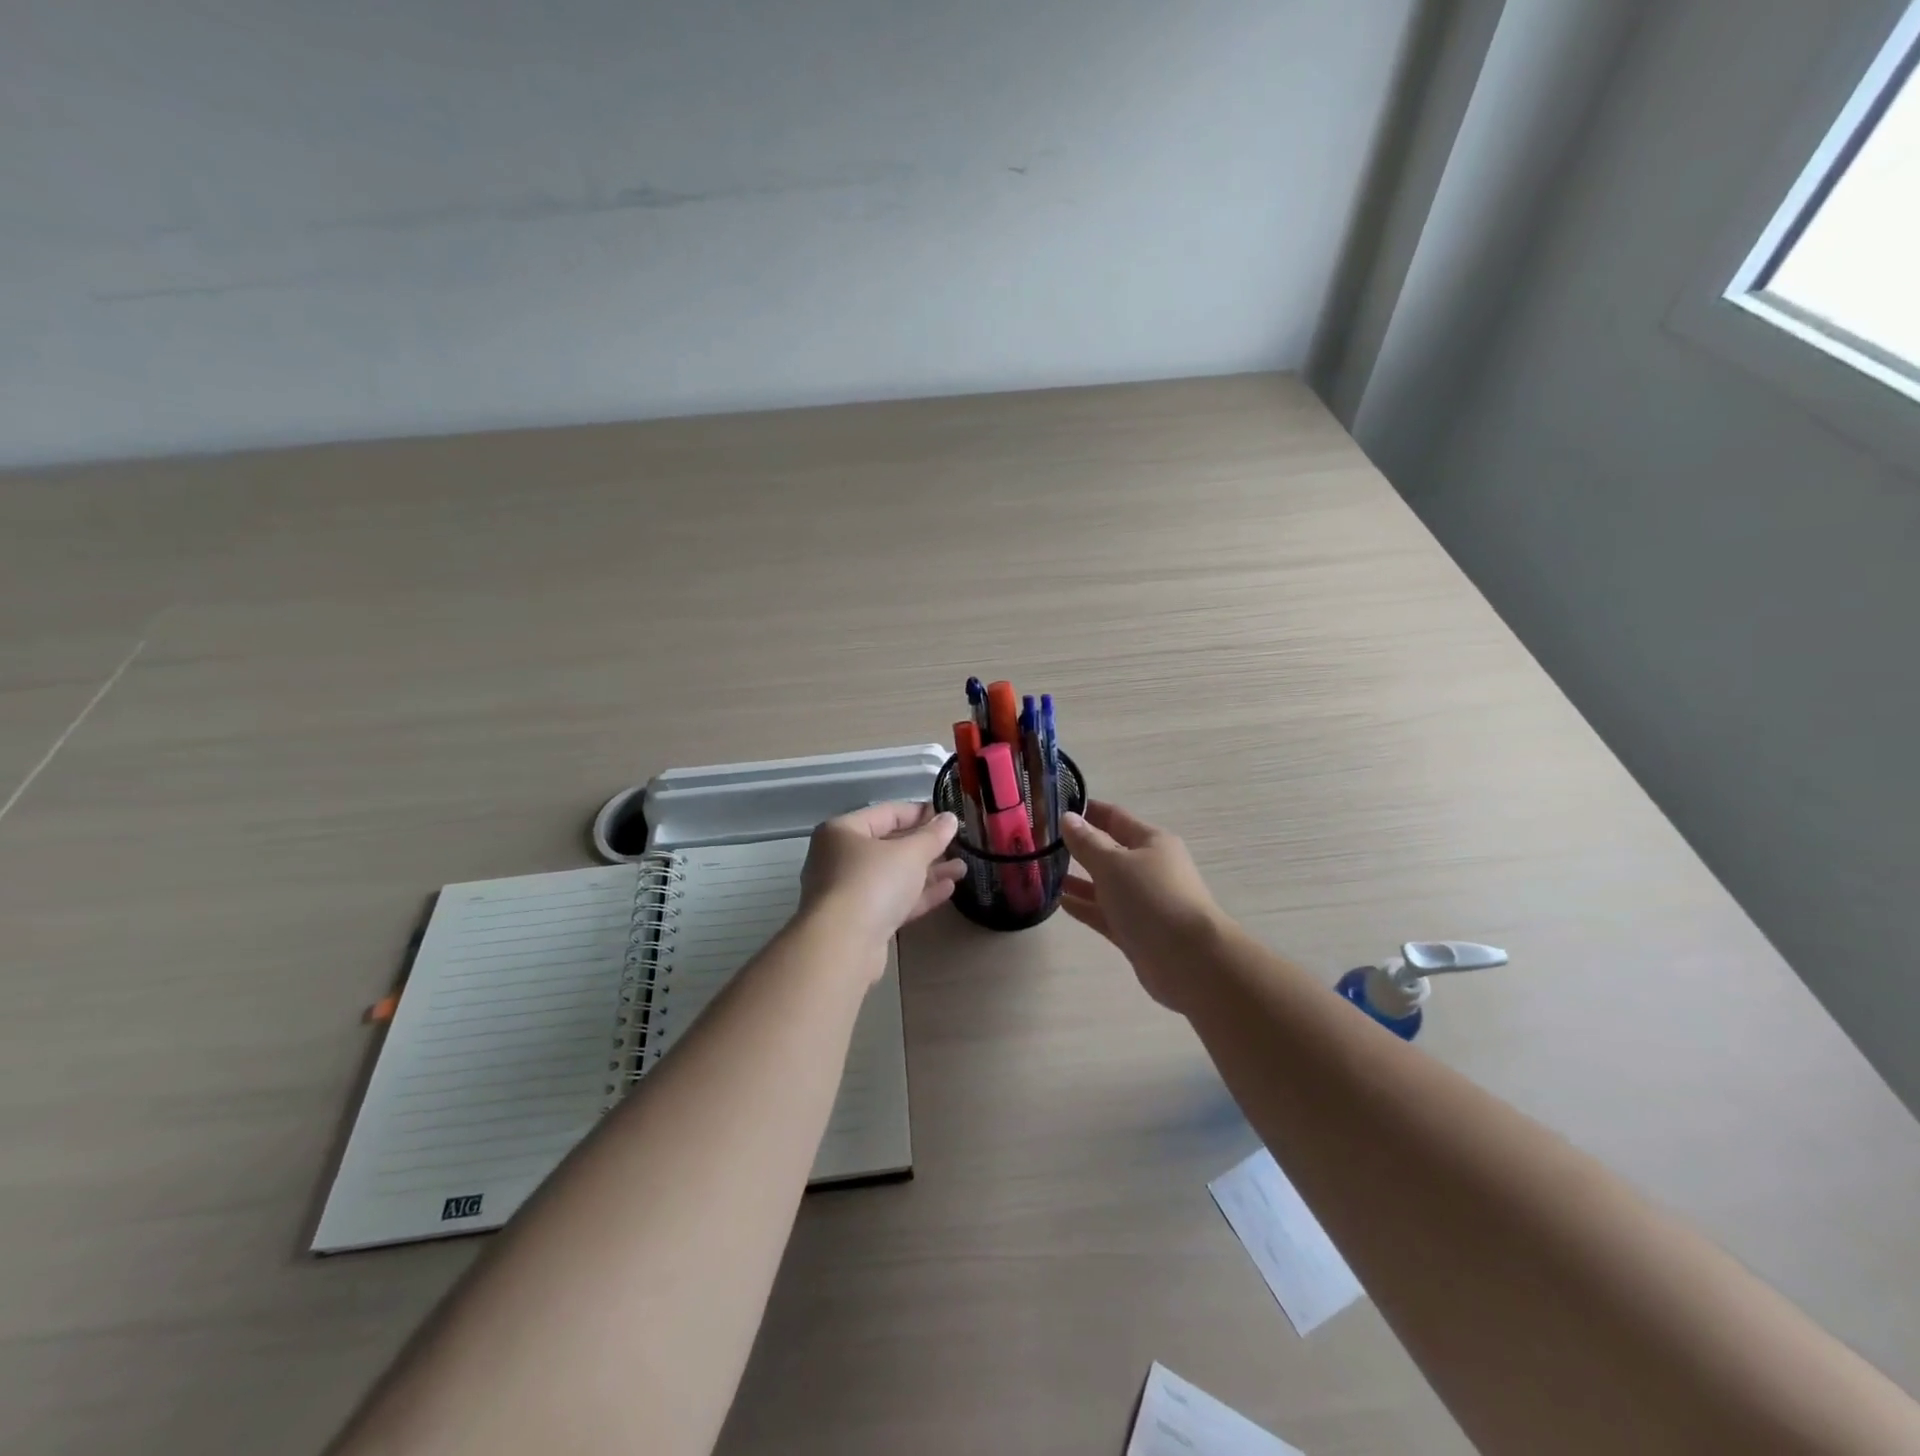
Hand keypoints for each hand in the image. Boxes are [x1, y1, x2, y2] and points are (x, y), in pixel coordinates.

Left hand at [799, 802, 964, 970]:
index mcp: (843, 831)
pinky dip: (917, 894)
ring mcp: (847, 892)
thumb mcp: (910, 853)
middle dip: (926, 847)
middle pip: (889, 845)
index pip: (887, 813)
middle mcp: (839, 858)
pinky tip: (948, 890)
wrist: (842, 946)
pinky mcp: (858, 921)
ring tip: (962, 869)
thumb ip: (932, 835)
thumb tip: (949, 818)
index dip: (920, 813)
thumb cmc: (873, 883)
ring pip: (893, 876)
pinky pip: (892, 900)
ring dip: (927, 872)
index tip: (949, 817)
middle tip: (958, 845)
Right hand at [1060, 800, 1226, 1012]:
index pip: (1115, 817)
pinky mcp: (1138, 931)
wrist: (1189, 960)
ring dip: (1080, 879)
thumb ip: (1087, 843)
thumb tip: (1068, 818)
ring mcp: (1145, 901)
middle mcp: (1150, 868)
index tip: (1056, 807)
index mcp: (1151, 842)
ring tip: (1046, 874)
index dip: (1087, 811)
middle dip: (1080, 847)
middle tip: (1042, 844)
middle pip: (1110, 851)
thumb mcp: (1113, 864)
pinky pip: (1106, 913)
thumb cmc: (1151, 898)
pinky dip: (1086, 907)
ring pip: (1107, 885)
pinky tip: (1061, 903)